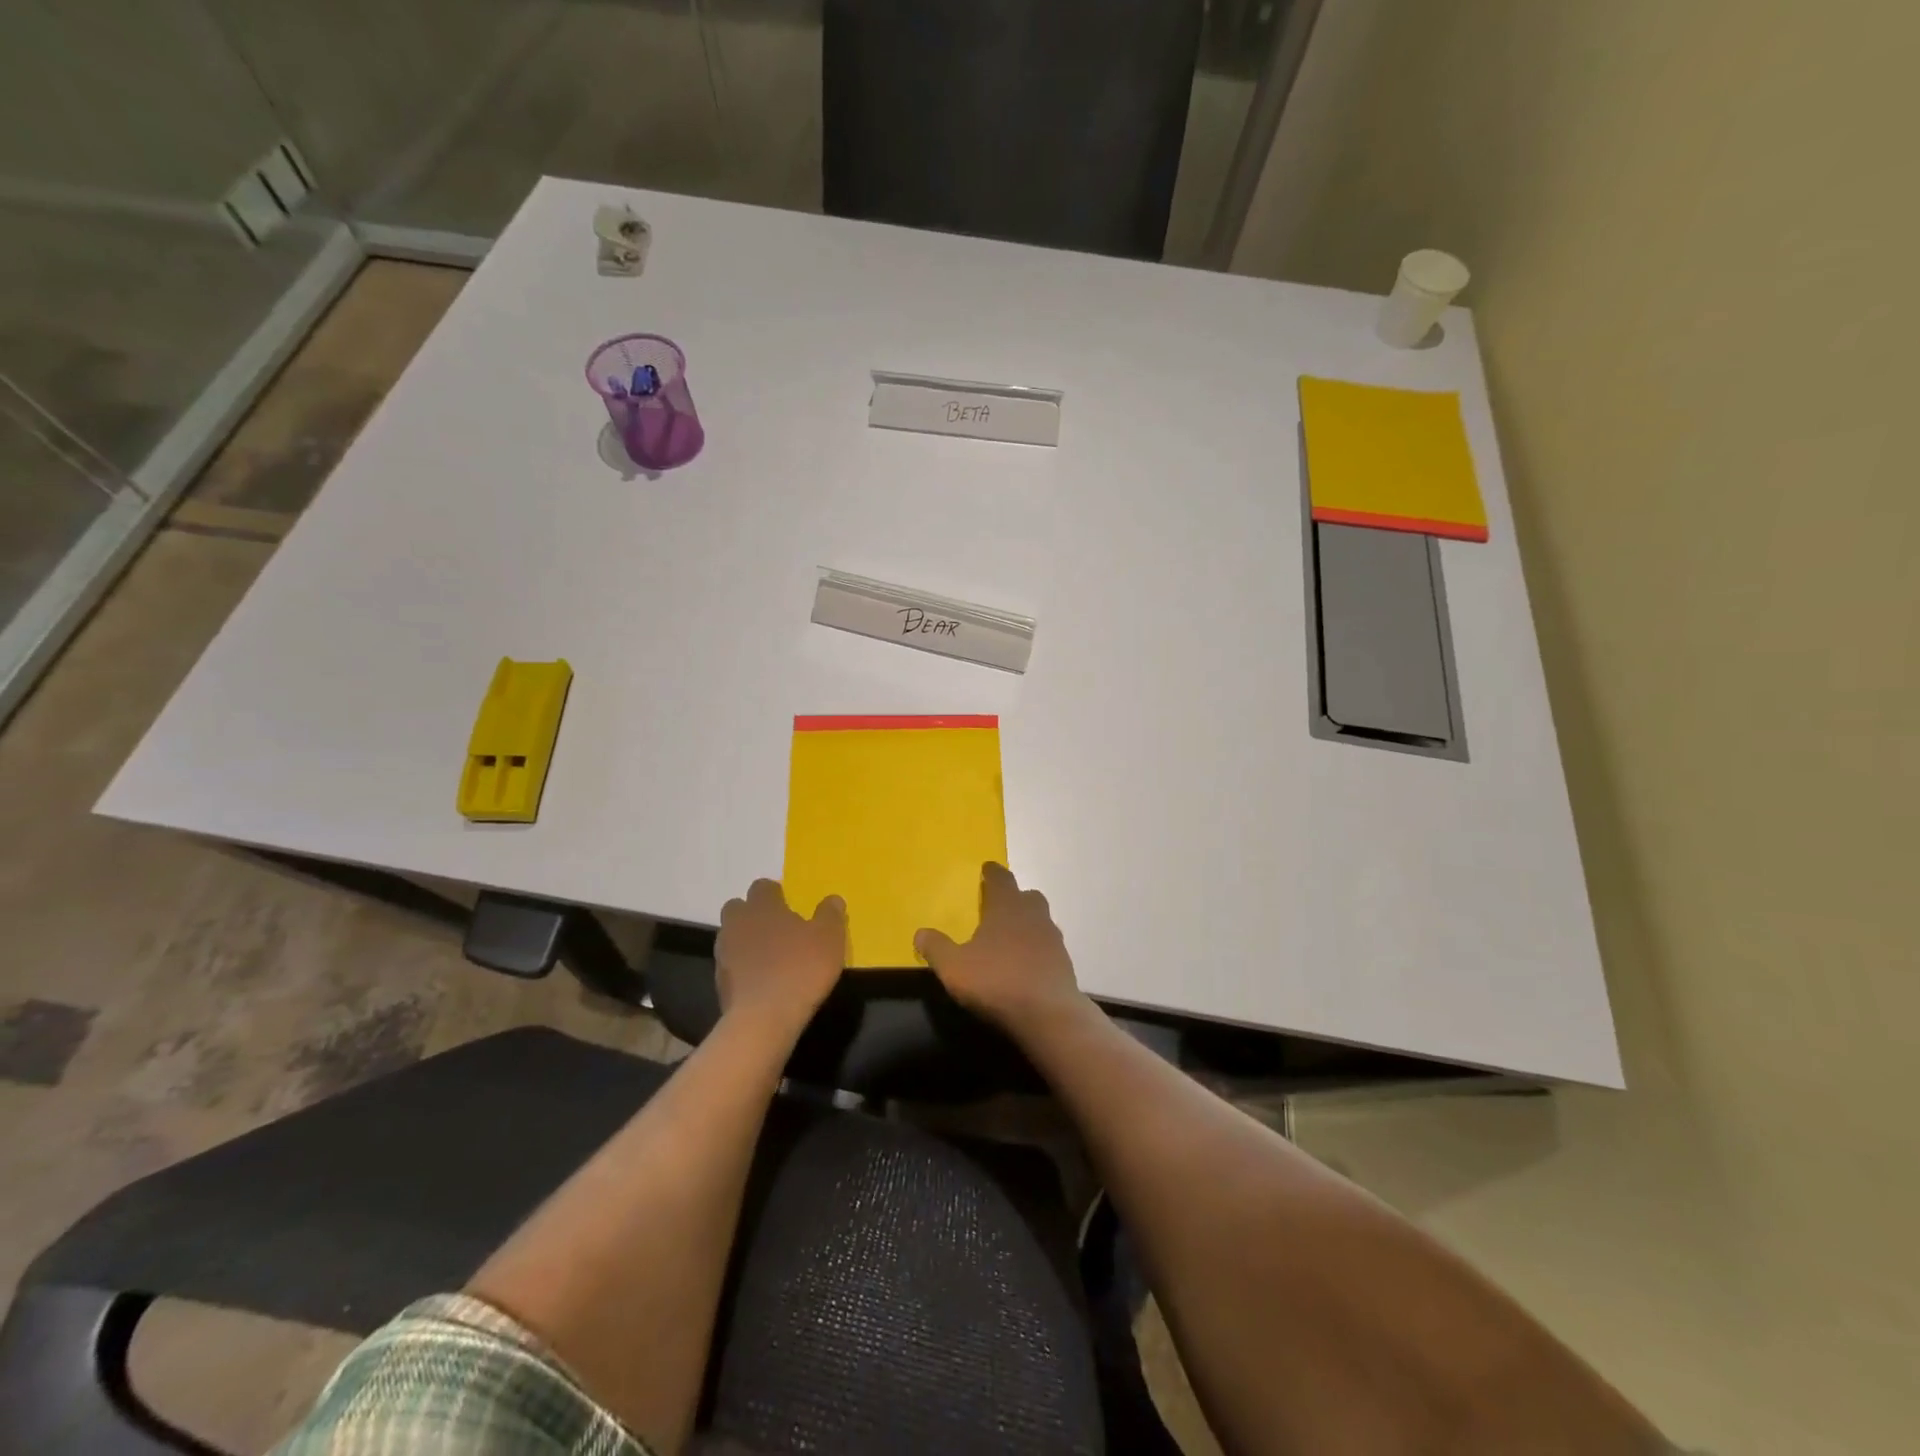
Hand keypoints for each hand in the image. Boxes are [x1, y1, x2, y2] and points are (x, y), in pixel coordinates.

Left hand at [716, 880, 846, 1033]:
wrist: (763, 1018)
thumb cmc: (800, 968)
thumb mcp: (829, 938)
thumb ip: (830, 914)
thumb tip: (832, 899)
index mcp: (762, 906)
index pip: (762, 887)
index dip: (775, 893)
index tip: (789, 904)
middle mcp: (737, 923)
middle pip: (738, 908)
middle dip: (753, 913)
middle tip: (776, 928)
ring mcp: (724, 953)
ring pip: (732, 936)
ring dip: (746, 940)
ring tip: (770, 956)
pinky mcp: (719, 982)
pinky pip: (731, 965)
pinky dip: (743, 968)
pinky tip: (762, 981)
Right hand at [915, 863, 1084, 1031]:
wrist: (1049, 1014)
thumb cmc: (997, 981)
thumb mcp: (954, 967)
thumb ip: (936, 948)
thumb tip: (920, 933)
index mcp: (1006, 907)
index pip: (1001, 879)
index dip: (992, 872)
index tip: (988, 868)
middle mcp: (1033, 915)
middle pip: (1027, 896)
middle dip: (1014, 897)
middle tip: (999, 905)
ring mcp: (1053, 938)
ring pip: (1040, 920)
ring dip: (1027, 923)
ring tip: (1011, 936)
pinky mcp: (1065, 962)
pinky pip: (1048, 945)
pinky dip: (1037, 948)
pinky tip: (1026, 963)